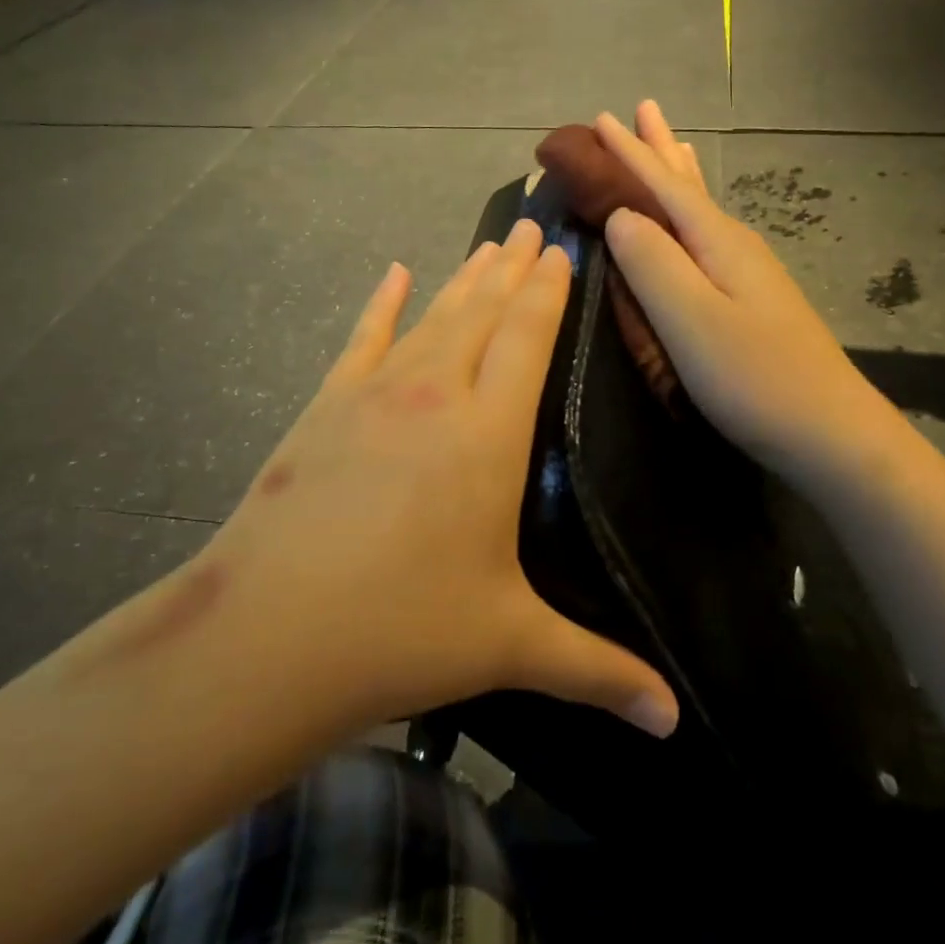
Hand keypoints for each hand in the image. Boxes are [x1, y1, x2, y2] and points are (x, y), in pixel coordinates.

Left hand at [216, 219, 678, 737]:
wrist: (270, 635)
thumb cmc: (401, 630)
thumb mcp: (509, 645)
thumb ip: (598, 671)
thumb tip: (674, 719)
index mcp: (488, 435)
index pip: (528, 338)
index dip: (548, 291)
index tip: (562, 249)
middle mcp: (436, 394)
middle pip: (483, 312)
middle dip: (511, 268)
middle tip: (530, 224)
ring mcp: (375, 394)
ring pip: (432, 317)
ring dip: (463, 279)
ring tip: (487, 245)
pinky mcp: (325, 407)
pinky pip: (362, 339)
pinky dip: (380, 305)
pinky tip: (392, 274)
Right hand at [596, 102, 889, 484]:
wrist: (828, 431)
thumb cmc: (754, 377)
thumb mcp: (691, 321)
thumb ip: (651, 264)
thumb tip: (620, 215)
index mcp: (717, 241)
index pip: (664, 184)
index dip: (630, 153)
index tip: (600, 119)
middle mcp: (734, 245)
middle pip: (689, 185)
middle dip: (660, 149)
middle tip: (642, 110)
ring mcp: (747, 273)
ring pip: (702, 207)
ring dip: (678, 174)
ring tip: (670, 143)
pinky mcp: (749, 300)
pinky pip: (707, 236)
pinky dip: (689, 214)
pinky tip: (693, 222)